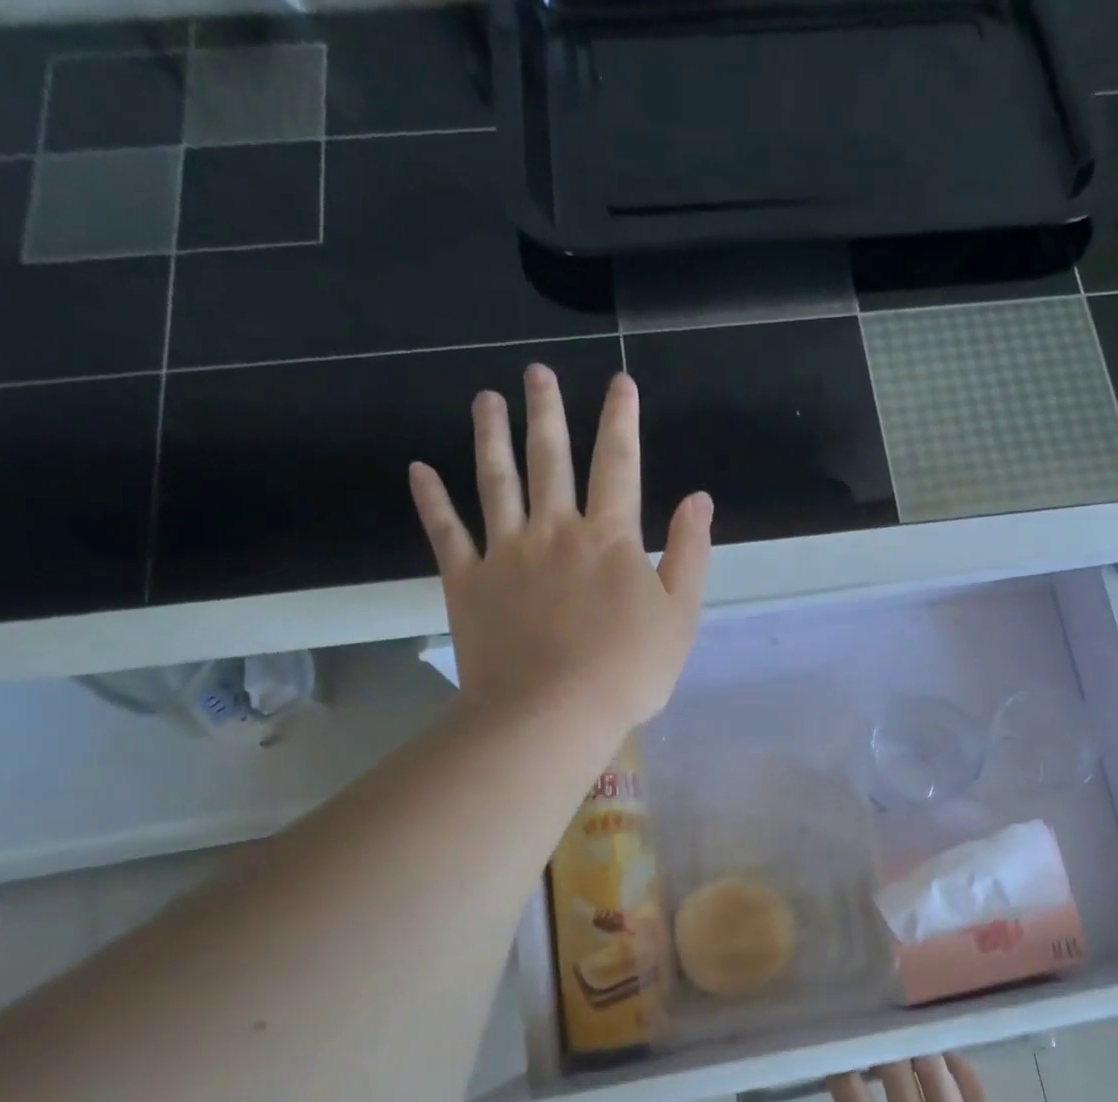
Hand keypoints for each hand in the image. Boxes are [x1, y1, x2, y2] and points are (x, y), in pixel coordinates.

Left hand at [408, 365, 713, 730]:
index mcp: (609, 537)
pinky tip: (419, 471)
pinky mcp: (468, 581)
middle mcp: (554, 530)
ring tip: (485, 399)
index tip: (620, 383)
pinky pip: (447, 532)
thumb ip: (689, 553)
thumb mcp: (680, 616)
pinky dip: (432, 500)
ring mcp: (506, 552)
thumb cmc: (628, 671)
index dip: (621, 420)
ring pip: (496, 481)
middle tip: (536, 372)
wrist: (553, 713)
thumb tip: (698, 499)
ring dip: (491, 437)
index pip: (619, 464)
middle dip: (547, 411)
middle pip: (550, 458)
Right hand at [820, 1055, 1064, 1101]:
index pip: (851, 1096)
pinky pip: (971, 1080)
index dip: (841, 1070)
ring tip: (912, 1053)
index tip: (839, 1065)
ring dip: (917, 1054)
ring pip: (931, 1066)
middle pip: (893, 1067)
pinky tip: (949, 1062)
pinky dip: (956, 1063)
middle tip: (878, 1053)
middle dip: (882, 1052)